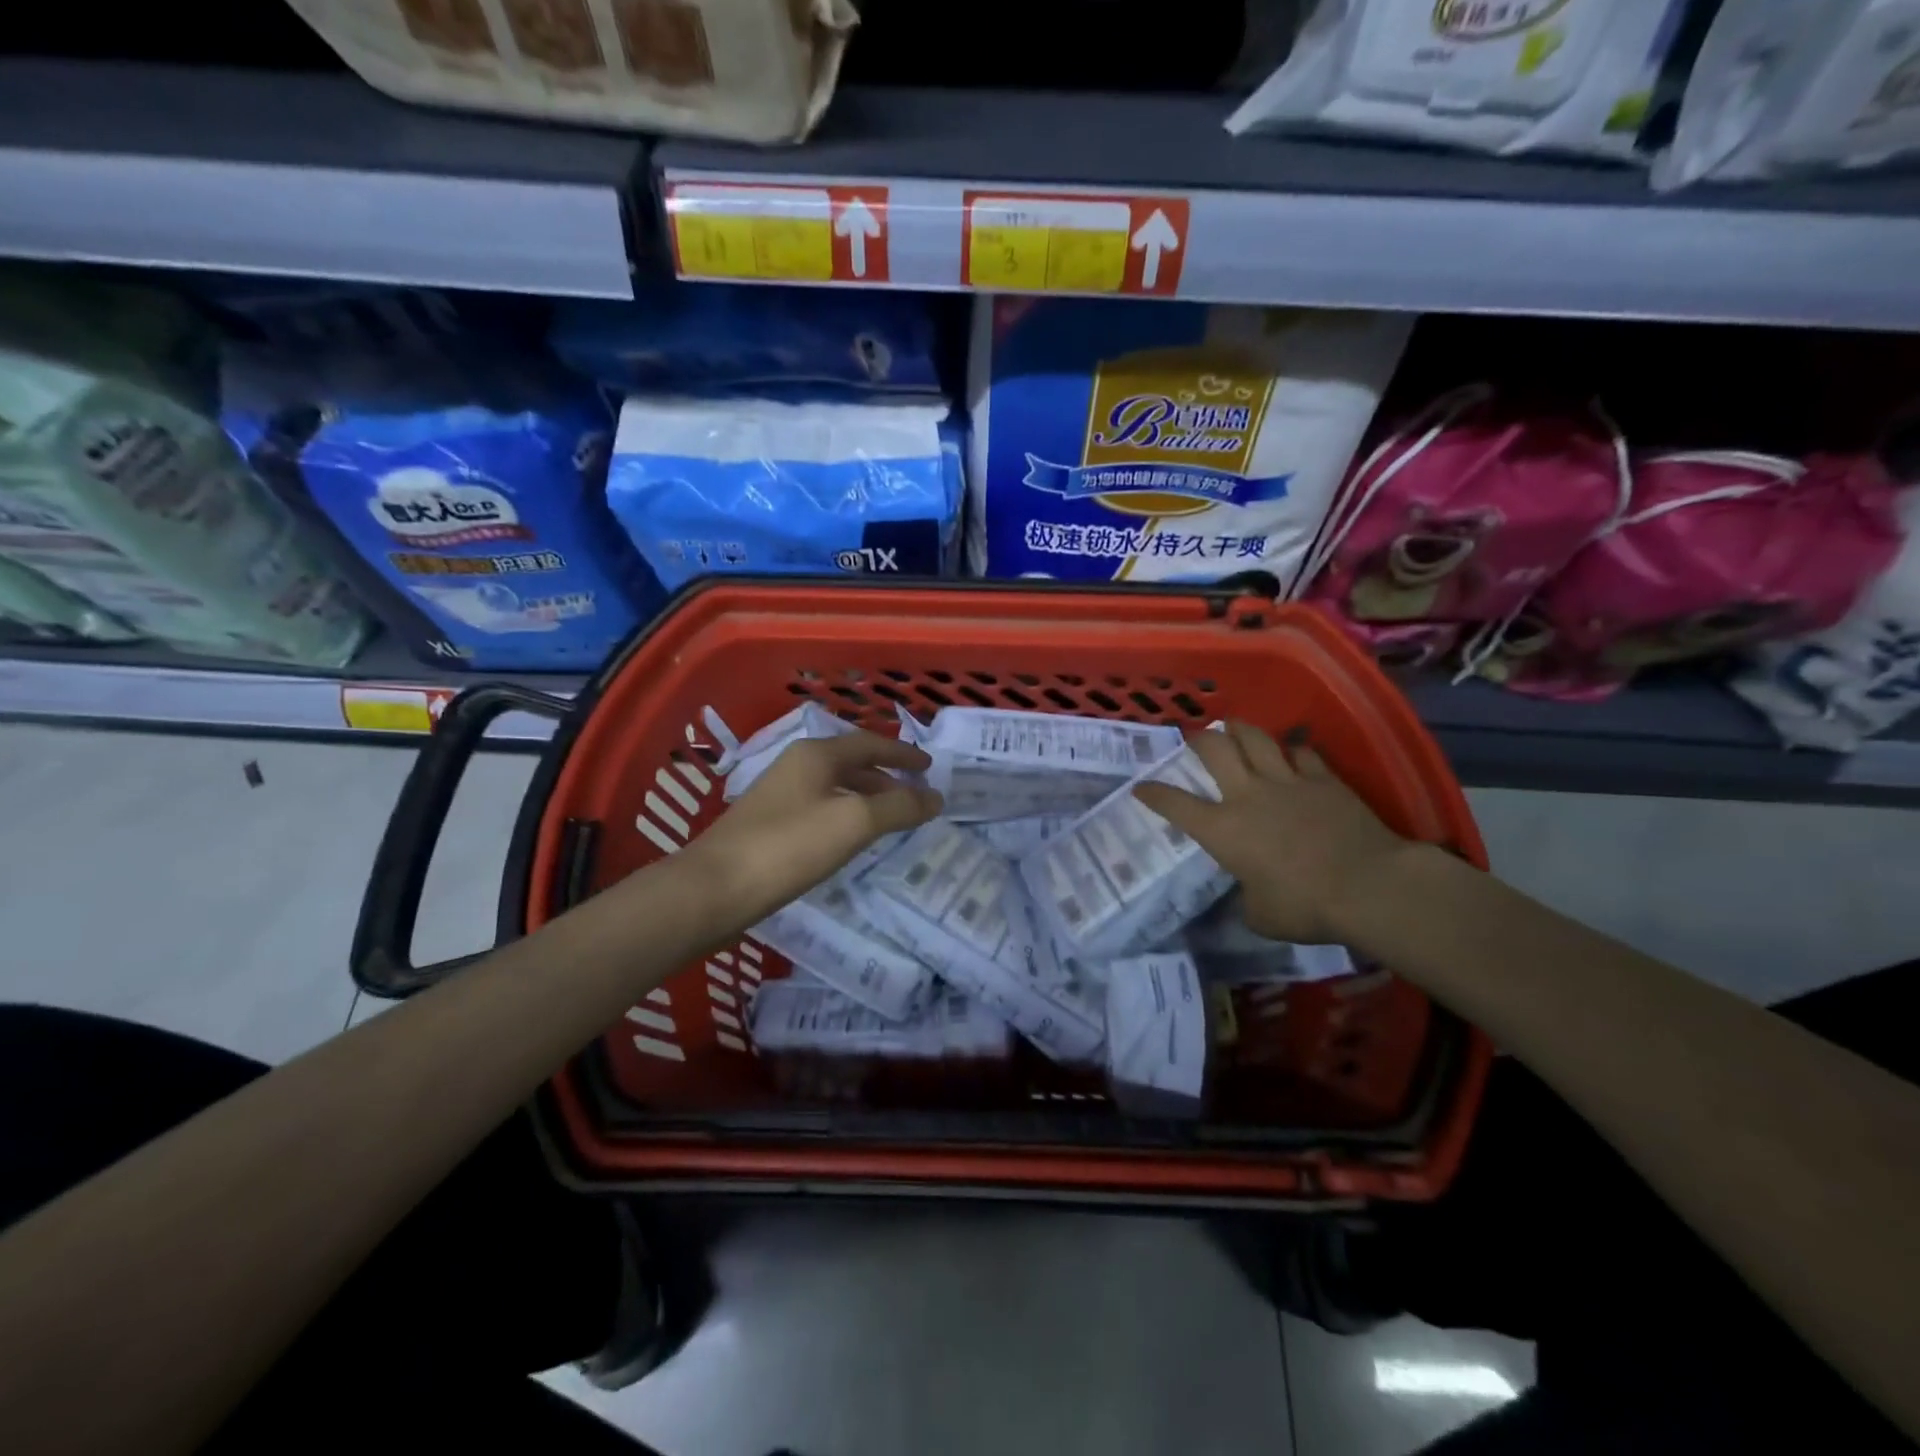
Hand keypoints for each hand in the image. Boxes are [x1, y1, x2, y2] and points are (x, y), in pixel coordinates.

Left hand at [683, 730, 941, 925]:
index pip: (869, 743)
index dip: (902, 754)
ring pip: (835, 786)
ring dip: (866, 796)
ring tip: (891, 818)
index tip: (930, 767)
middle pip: (851, 762)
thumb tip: (935, 797)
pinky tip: (851, 838)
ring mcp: (780, 794)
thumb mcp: (853, 822)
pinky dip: (846, 814)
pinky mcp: (770, 823)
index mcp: (816, 754)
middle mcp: (797, 765)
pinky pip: (821, 808)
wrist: (716, 888)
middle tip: (915, 795)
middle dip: (886, 777)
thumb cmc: (789, 846)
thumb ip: (898, 807)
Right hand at [1133, 722, 1410, 945]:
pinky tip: (1293, 754)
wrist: (1369, 886)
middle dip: (1199, 739)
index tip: (1141, 787)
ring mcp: (1287, 781)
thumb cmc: (1306, 907)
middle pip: (1215, 749)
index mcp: (1223, 830)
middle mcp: (1247, 795)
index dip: (1153, 793)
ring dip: (1240, 730)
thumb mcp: (1260, 916)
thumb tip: (1250, 892)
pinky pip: (1303, 753)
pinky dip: (1293, 751)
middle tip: (1196, 739)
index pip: (1175, 804)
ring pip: (1256, 738)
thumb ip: (1246, 897)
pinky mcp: (1324, 779)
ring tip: (1235, 728)